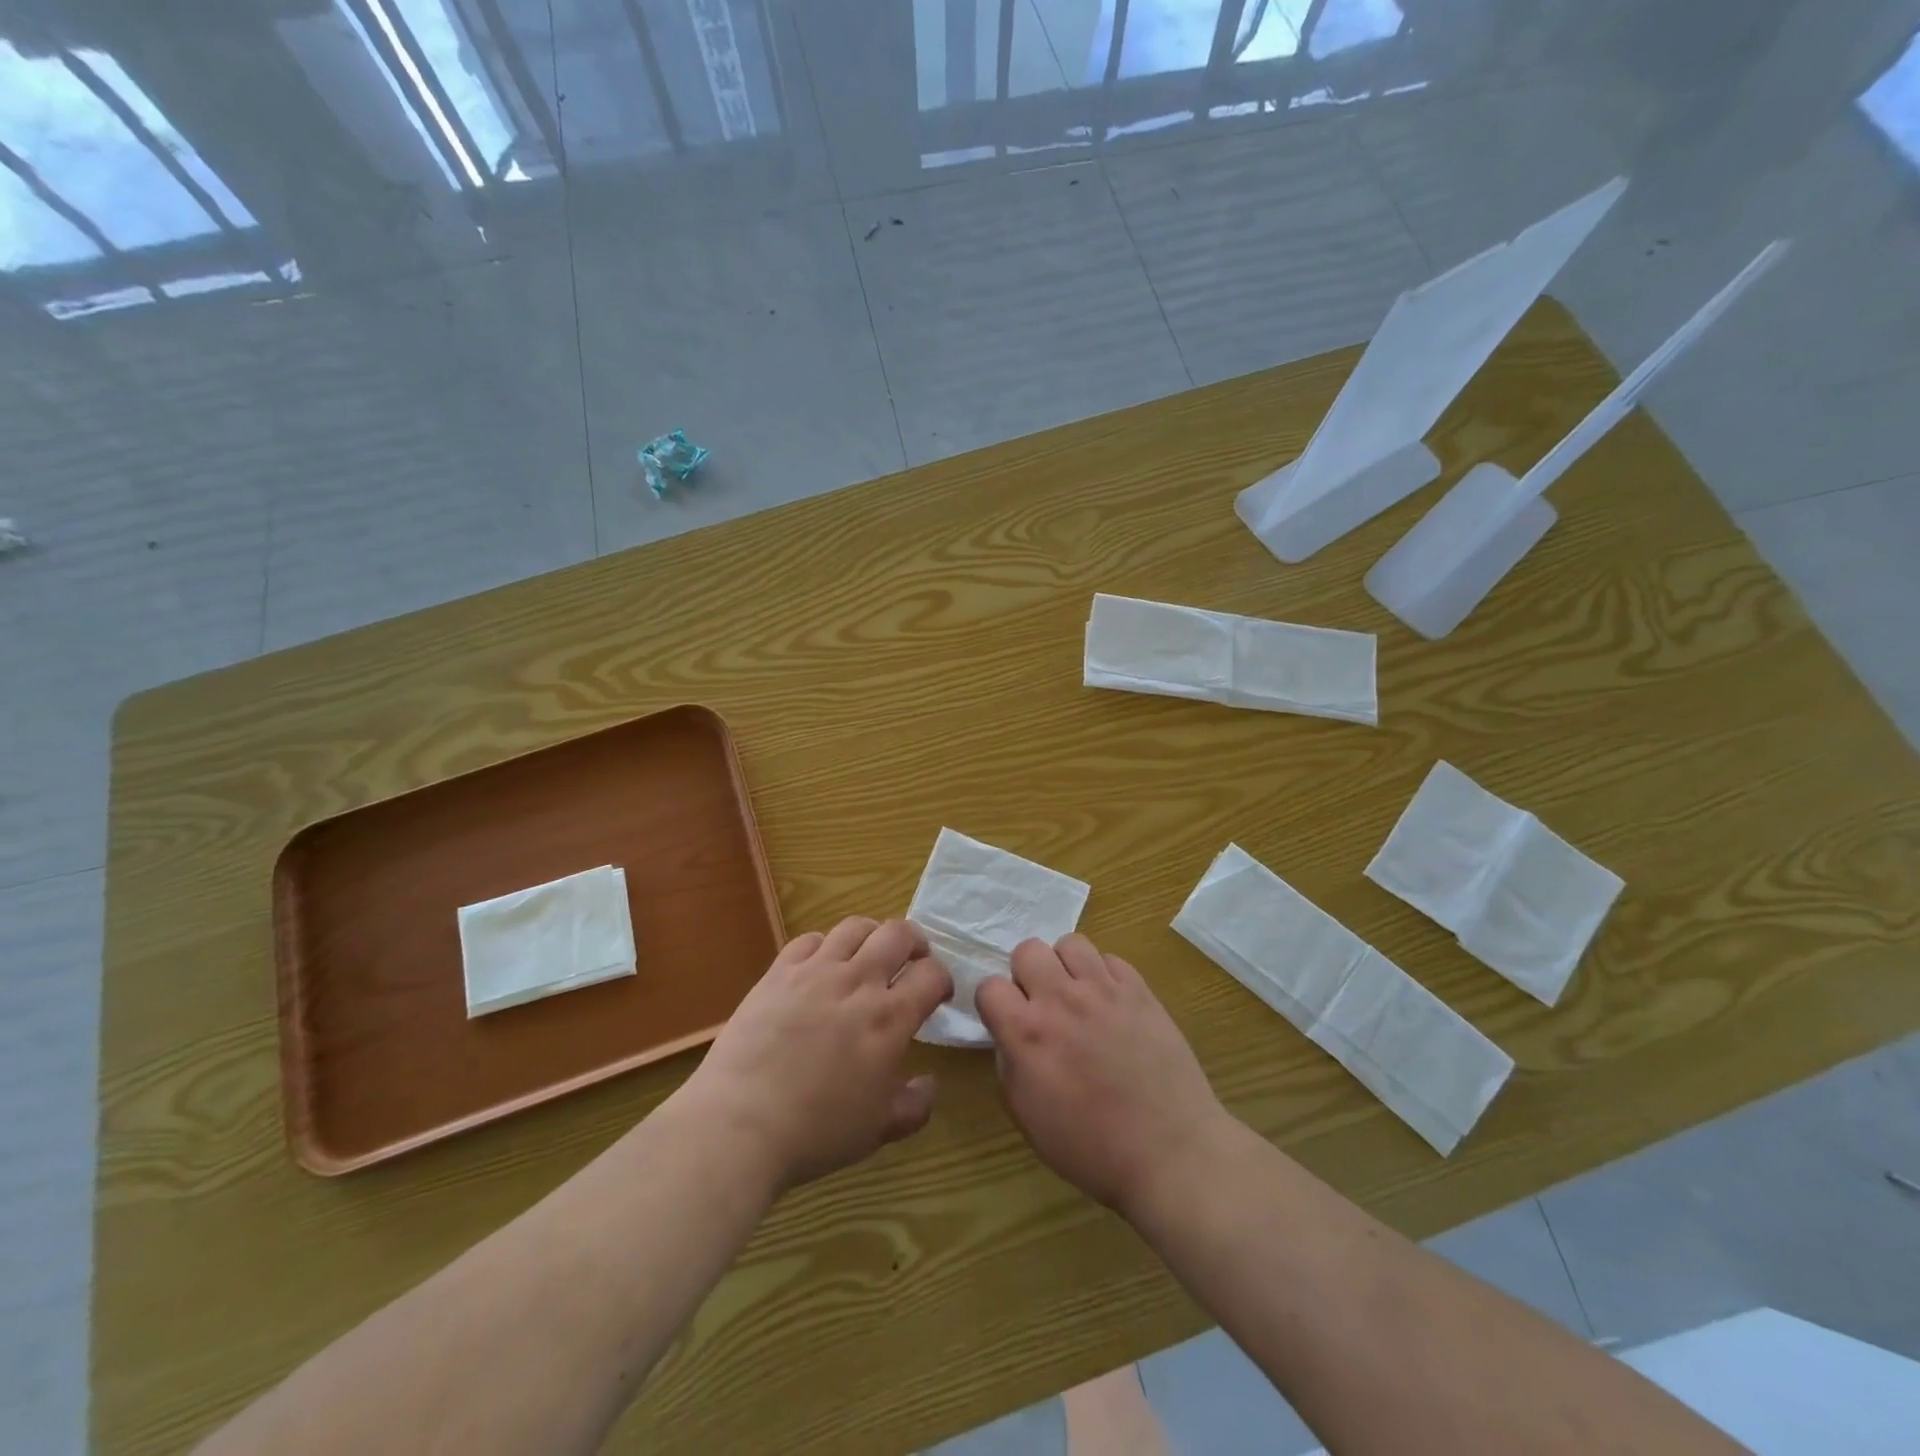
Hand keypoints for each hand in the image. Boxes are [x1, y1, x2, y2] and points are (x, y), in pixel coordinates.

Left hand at [682, 918, 952, 1191]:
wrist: (739, 1124)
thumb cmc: (815, 1132)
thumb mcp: (878, 1130)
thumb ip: (914, 1105)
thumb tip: (931, 1083)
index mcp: (889, 1018)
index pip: (932, 974)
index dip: (942, 980)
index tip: (937, 995)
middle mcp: (858, 982)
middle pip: (899, 933)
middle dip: (915, 942)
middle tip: (911, 962)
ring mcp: (815, 971)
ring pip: (855, 926)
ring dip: (871, 936)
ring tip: (868, 955)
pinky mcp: (778, 972)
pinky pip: (809, 939)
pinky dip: (824, 946)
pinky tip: (821, 966)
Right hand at [977, 934, 1228, 1214]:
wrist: (1169, 1151)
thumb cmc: (1091, 1147)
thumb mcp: (1028, 1116)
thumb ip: (1009, 1064)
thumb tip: (1011, 1036)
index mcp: (1027, 1033)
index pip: (989, 986)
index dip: (994, 1003)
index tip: (1006, 1020)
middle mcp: (1061, 999)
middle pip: (1028, 950)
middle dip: (1027, 974)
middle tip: (1041, 1005)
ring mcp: (1104, 990)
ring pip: (1071, 944)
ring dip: (1065, 967)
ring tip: (1077, 995)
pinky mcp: (1139, 990)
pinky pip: (1111, 960)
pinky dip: (1104, 976)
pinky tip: (1110, 1004)